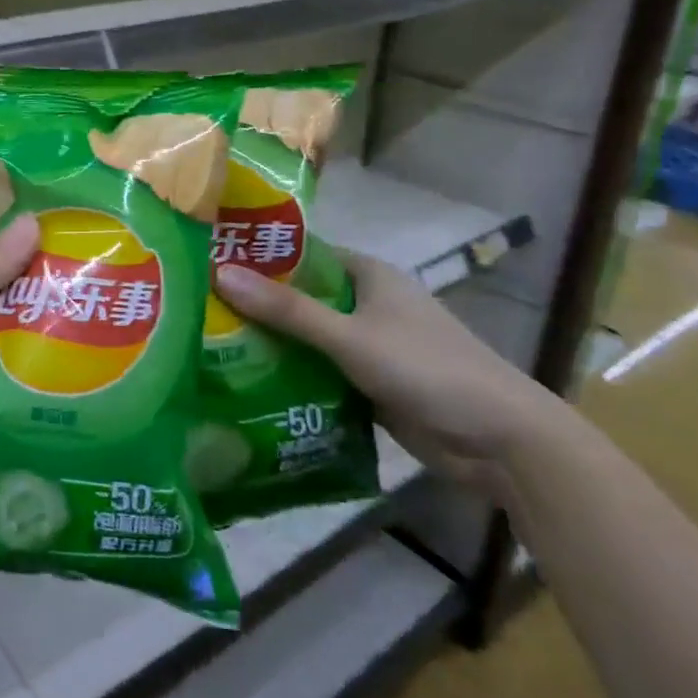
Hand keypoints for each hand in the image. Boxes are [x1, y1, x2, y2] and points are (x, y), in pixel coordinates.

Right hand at [214, 252, 561, 494]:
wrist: (501, 443)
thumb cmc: (427, 369)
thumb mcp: (350, 336)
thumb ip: (287, 310)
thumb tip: (220, 273)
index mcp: (367, 276)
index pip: (301, 254)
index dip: (258, 255)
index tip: (209, 261)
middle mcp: (366, 304)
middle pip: (299, 297)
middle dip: (256, 304)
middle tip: (196, 307)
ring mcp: (367, 345)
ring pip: (306, 337)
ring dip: (270, 342)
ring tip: (208, 342)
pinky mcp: (368, 383)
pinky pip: (318, 370)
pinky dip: (290, 374)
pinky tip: (246, 381)